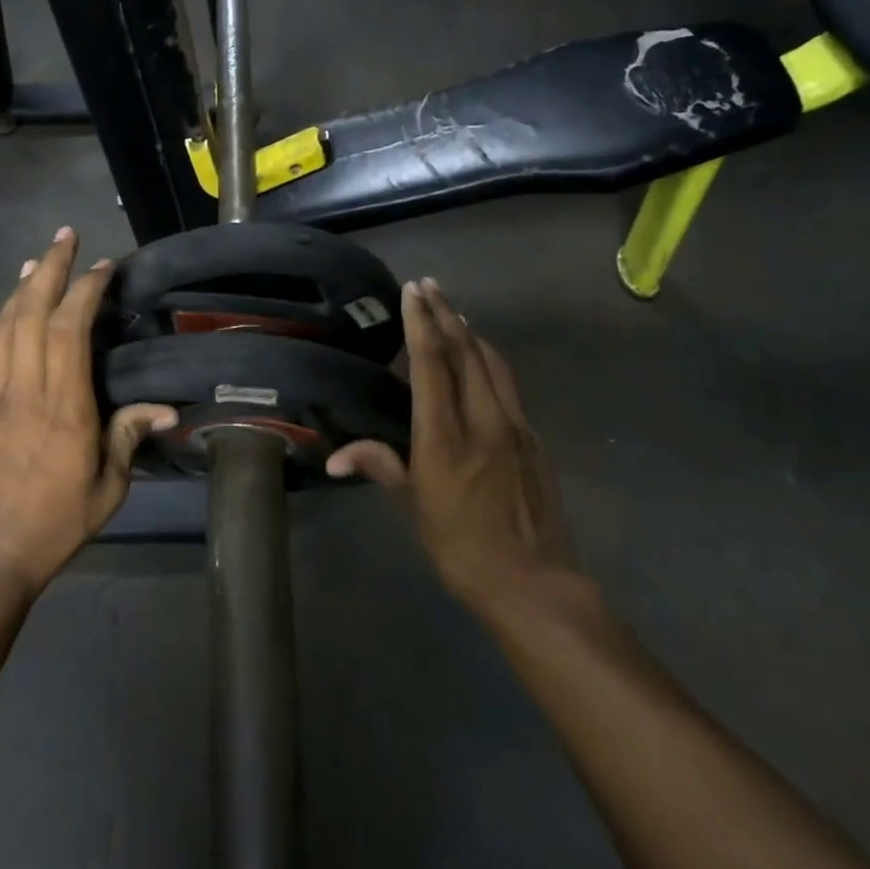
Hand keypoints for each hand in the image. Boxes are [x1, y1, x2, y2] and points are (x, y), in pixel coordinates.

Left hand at [0, 227, 175, 596]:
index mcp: (64, 406)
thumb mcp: (107, 488)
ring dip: (19, 290)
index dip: (86, 291)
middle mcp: (25, 390)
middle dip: (51, 269)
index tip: (103, 267)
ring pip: (3, 328)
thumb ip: (128, 438)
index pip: (70, 330)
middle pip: (33, 314)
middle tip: (66, 237)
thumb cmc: (54, 524)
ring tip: (36, 262)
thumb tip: (166, 409)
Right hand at [327, 277, 570, 615]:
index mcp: (445, 436)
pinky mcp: (534, 438)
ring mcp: (515, 426)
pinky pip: (508, 385)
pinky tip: (481, 360)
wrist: (533, 582)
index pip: (432, 364)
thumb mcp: (414, 508)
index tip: (413, 291)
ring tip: (453, 312)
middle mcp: (483, 420)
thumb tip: (335, 457)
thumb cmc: (460, 547)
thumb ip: (381, 466)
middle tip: (430, 286)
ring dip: (470, 332)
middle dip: (446, 314)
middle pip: (466, 351)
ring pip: (493, 363)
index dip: (421, 323)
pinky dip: (489, 361)